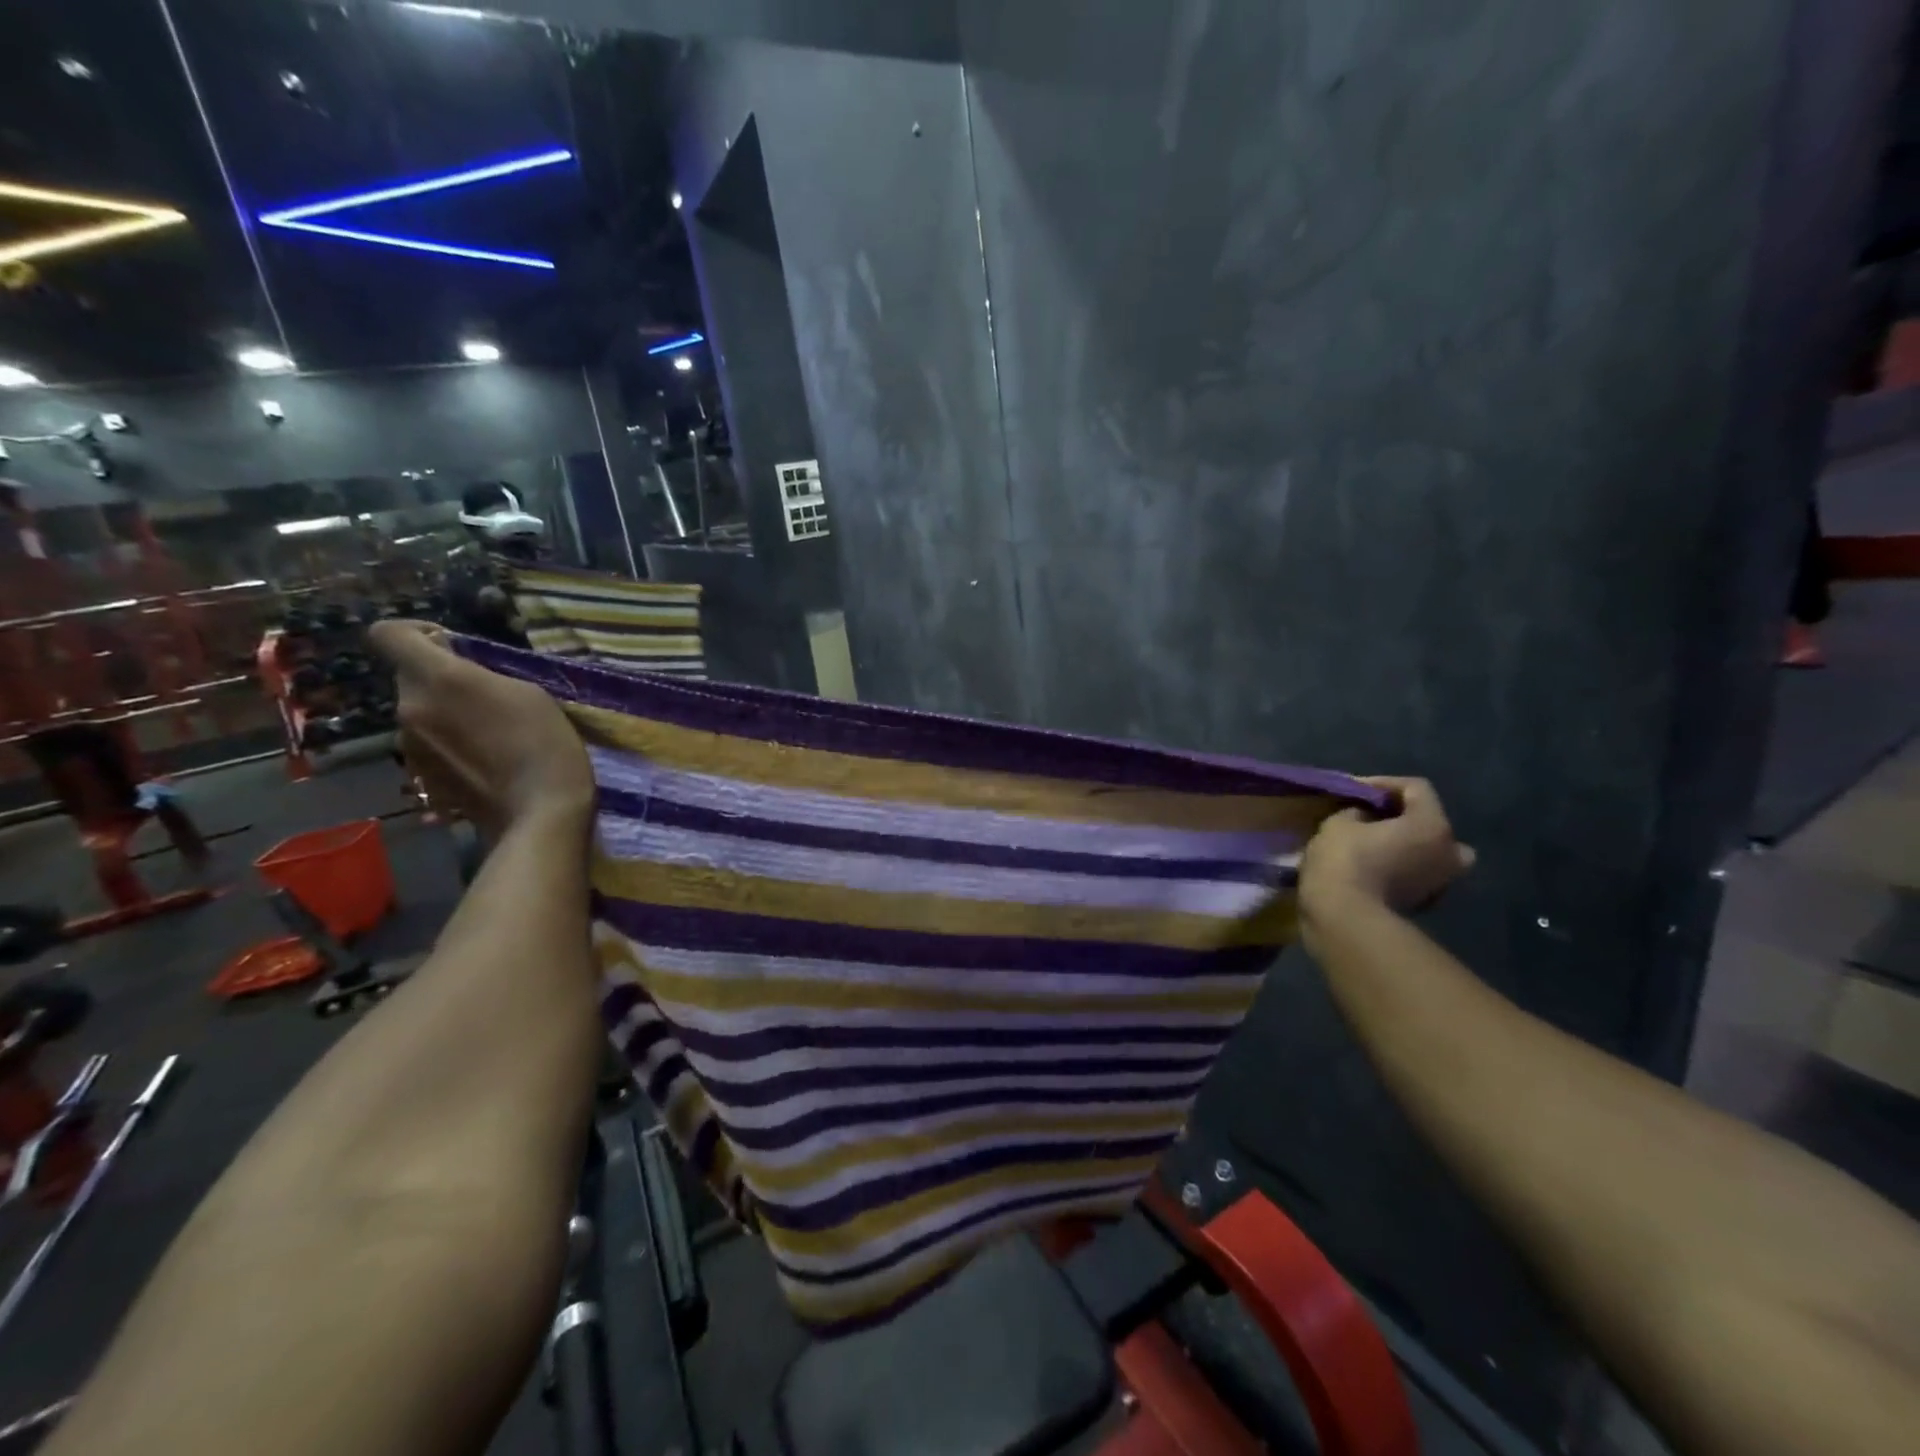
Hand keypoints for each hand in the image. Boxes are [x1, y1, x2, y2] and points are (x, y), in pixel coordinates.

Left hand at [369, 620, 593, 838]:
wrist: (540, 811)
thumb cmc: (545, 743)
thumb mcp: (529, 692)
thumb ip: (483, 675)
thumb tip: (459, 672)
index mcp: (438, 679)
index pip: (388, 634)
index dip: (415, 633)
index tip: (451, 646)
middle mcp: (409, 708)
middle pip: (410, 677)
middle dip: (441, 681)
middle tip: (486, 698)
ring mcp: (409, 746)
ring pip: (419, 712)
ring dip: (445, 714)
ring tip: (489, 734)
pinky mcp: (419, 776)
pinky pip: (426, 745)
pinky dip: (449, 745)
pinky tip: (484, 761)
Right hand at [1299, 777, 1475, 918]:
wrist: (1345, 918)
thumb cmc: (1345, 860)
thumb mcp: (1339, 821)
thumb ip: (1358, 811)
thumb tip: (1367, 818)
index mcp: (1433, 825)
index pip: (1416, 788)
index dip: (1383, 783)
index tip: (1353, 790)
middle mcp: (1449, 852)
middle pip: (1431, 823)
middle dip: (1404, 818)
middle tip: (1372, 818)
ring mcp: (1440, 882)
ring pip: (1427, 853)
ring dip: (1404, 845)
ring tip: (1370, 843)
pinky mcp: (1423, 905)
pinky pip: (1415, 875)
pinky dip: (1399, 868)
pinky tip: (1371, 867)